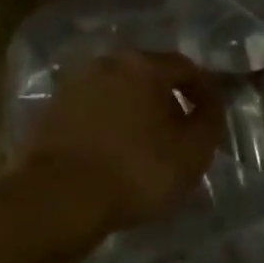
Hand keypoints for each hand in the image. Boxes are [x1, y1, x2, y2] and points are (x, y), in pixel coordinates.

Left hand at [16, 51, 223, 233]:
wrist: (57, 198)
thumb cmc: (135, 171)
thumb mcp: (192, 152)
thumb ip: (210, 120)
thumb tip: (211, 102)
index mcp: (144, 66)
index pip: (186, 68)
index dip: (205, 90)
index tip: (212, 115)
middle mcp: (107, 64)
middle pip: (148, 76)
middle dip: (167, 100)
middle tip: (179, 132)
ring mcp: (74, 86)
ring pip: (117, 93)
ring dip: (135, 112)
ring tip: (144, 146)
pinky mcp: (51, 112)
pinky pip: (92, 112)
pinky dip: (107, 126)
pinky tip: (112, 154)